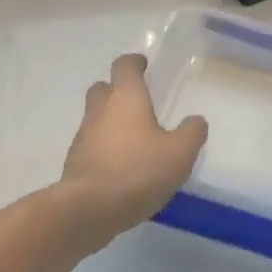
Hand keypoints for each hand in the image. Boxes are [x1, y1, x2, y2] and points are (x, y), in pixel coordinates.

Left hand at [60, 53, 207, 239]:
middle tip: (137, 102)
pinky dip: (104, 147)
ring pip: (95, 117)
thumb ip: (191, 133)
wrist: (89, 208)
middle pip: (103, 88)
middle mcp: (100, 110)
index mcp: (126, 98)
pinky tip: (121, 166)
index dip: (134, 63)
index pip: (124, 66)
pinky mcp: (75, 162)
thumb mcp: (179, 153)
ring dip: (110, 121)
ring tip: (133, 139)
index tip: (143, 65)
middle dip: (117, 90)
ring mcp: (83, 136)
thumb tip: (196, 120)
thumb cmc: (138, 171)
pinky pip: (91, 145)